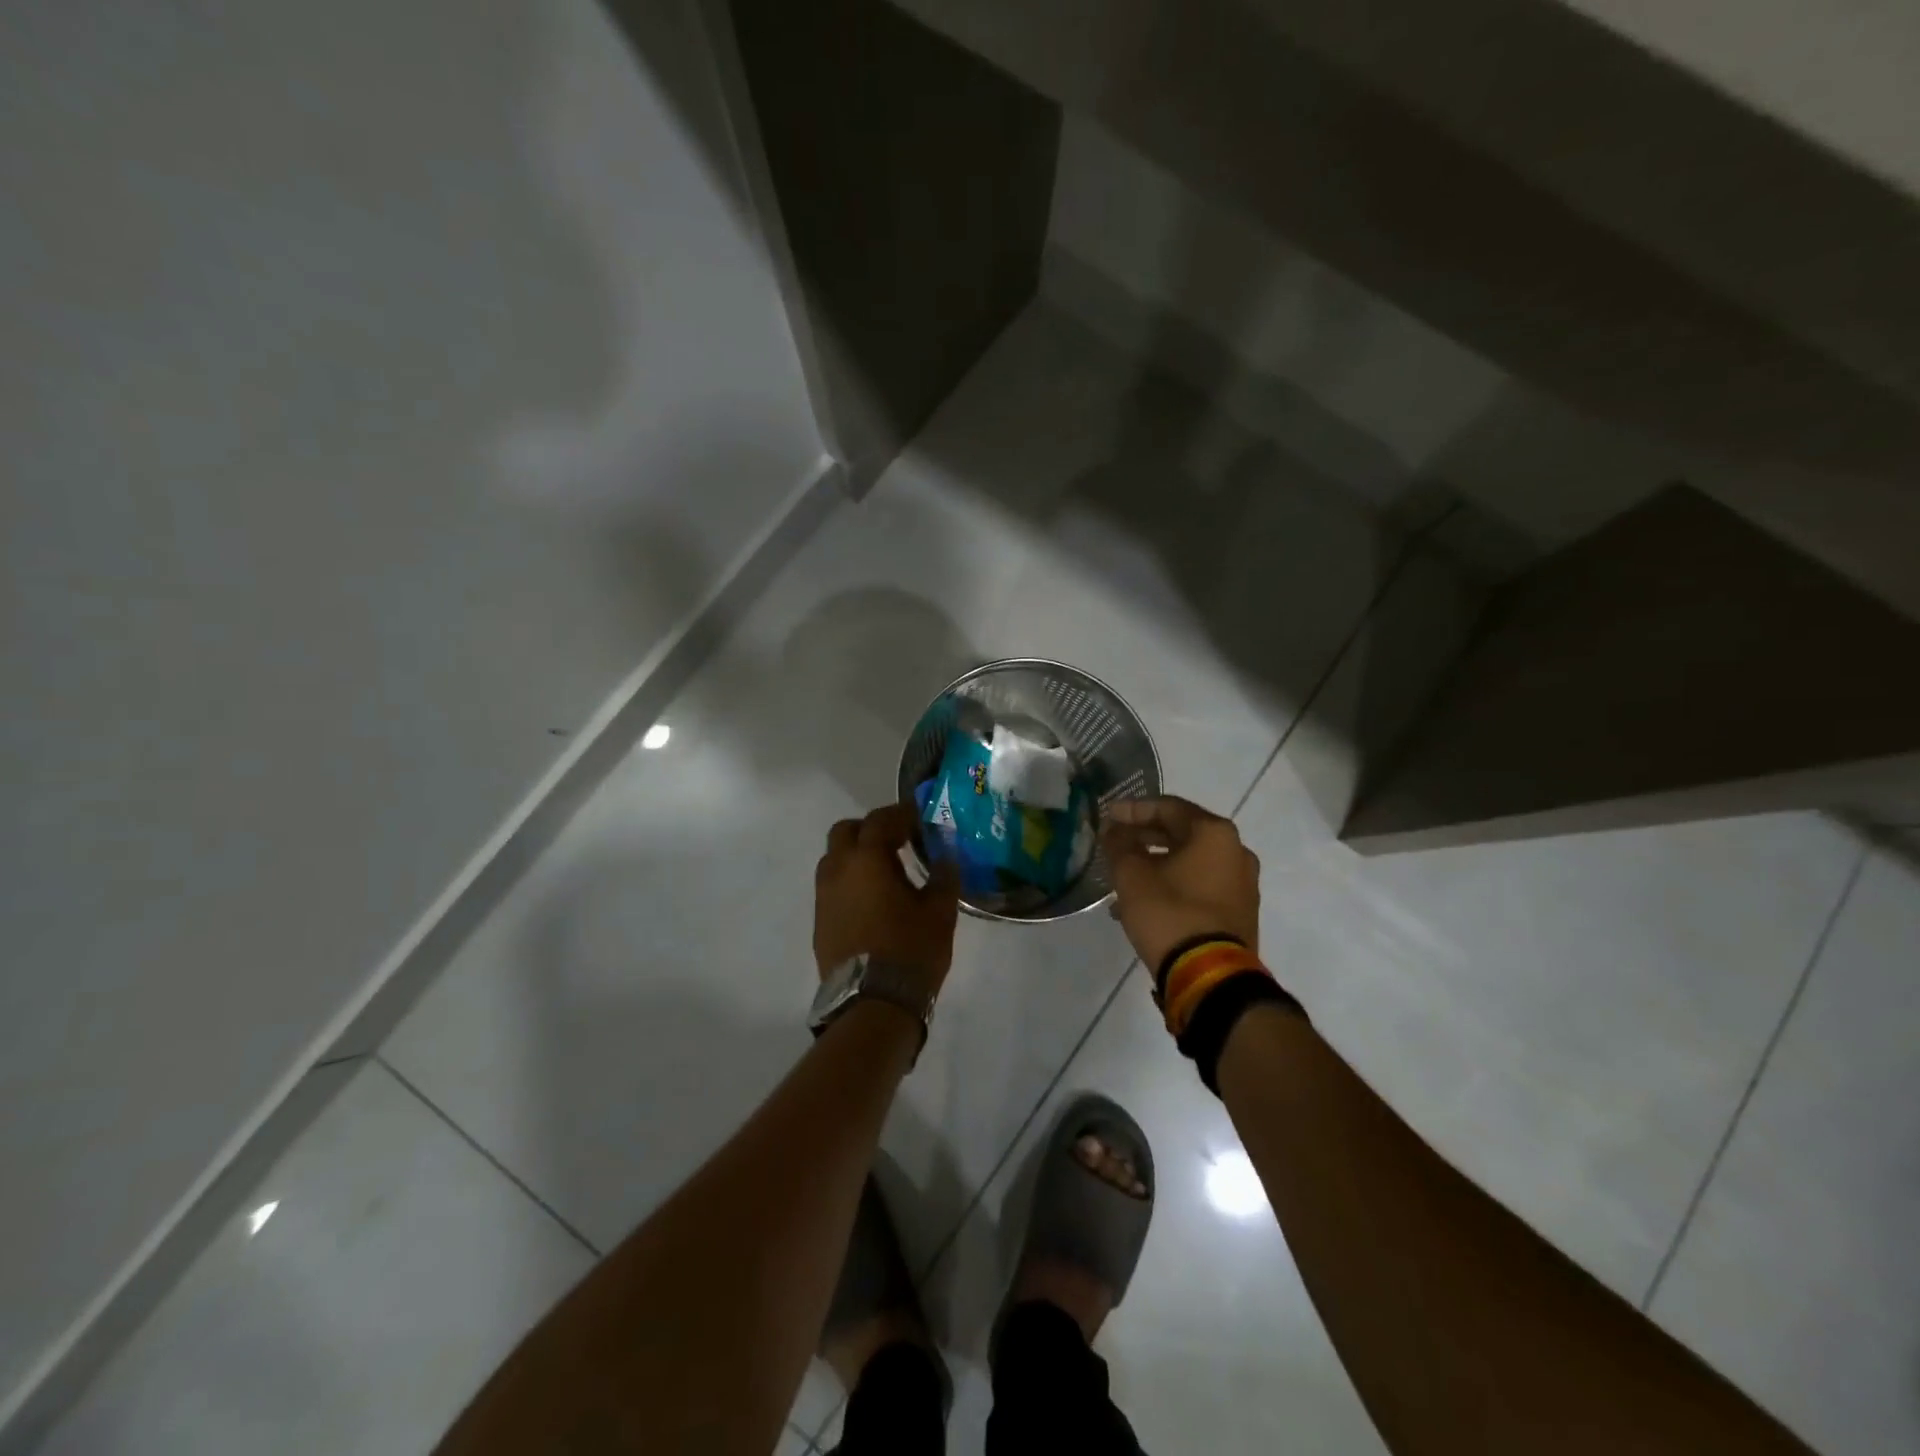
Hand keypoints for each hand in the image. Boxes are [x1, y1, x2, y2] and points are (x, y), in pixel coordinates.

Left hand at [814, 804, 960, 990]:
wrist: (872, 1004)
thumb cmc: (910, 951)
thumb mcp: (940, 912)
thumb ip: (943, 876)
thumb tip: (946, 855)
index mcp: (867, 860)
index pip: (879, 820)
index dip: (899, 814)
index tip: (917, 817)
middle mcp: (838, 871)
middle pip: (845, 832)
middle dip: (869, 829)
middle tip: (896, 840)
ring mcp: (823, 897)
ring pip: (833, 859)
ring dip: (856, 855)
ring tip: (885, 871)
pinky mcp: (819, 922)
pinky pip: (831, 887)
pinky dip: (849, 881)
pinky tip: (872, 900)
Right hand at [1102, 796, 1260, 972]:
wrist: (1210, 977)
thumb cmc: (1169, 914)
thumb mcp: (1132, 876)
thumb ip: (1119, 845)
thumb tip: (1114, 830)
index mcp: (1214, 834)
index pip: (1168, 807)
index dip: (1133, 810)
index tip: (1107, 817)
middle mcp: (1236, 851)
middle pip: (1182, 833)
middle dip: (1144, 838)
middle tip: (1115, 844)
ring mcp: (1242, 884)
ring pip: (1190, 863)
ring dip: (1156, 865)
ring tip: (1123, 880)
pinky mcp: (1240, 912)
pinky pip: (1201, 886)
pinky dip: (1174, 885)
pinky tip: (1145, 903)